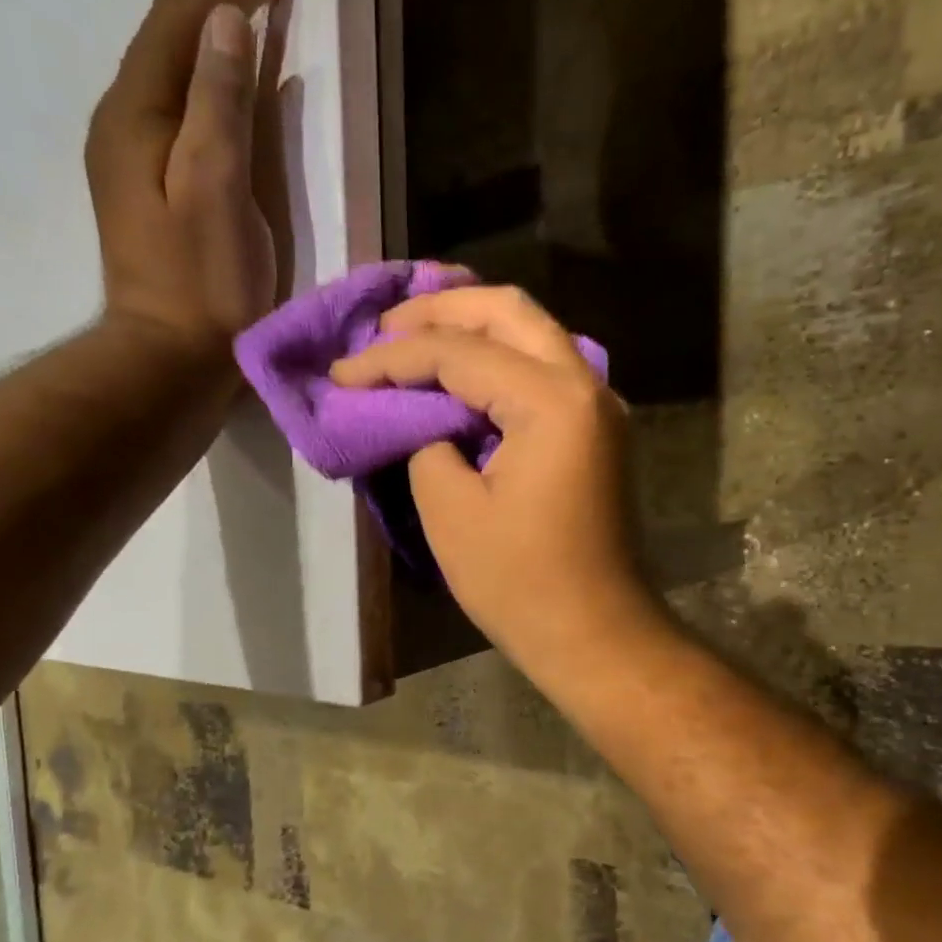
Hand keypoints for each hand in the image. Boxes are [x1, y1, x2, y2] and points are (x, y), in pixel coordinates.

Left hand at [87, 0, 292, 359]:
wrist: (169, 359)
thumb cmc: (202, 284)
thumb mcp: (215, 190)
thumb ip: (217, 104)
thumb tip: (225, 20)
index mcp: (138, 114)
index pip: (185, 23)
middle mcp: (125, 121)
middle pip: (165, 30)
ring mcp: (133, 155)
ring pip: (164, 62)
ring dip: (191, 12)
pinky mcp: (151, 188)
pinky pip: (170, 101)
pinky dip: (189, 66)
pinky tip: (197, 61)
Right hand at [331, 286, 661, 679]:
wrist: (593, 631)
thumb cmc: (519, 581)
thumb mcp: (450, 510)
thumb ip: (427, 440)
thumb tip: (425, 417)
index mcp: (552, 400)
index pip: (459, 352)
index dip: (392, 358)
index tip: (342, 373)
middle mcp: (586, 384)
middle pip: (509, 312)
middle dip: (440, 310)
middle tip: (384, 325)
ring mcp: (598, 406)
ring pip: (531, 333)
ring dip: (471, 326)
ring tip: (412, 333)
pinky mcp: (594, 430)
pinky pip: (543, 369)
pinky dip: (498, 358)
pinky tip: (460, 367)